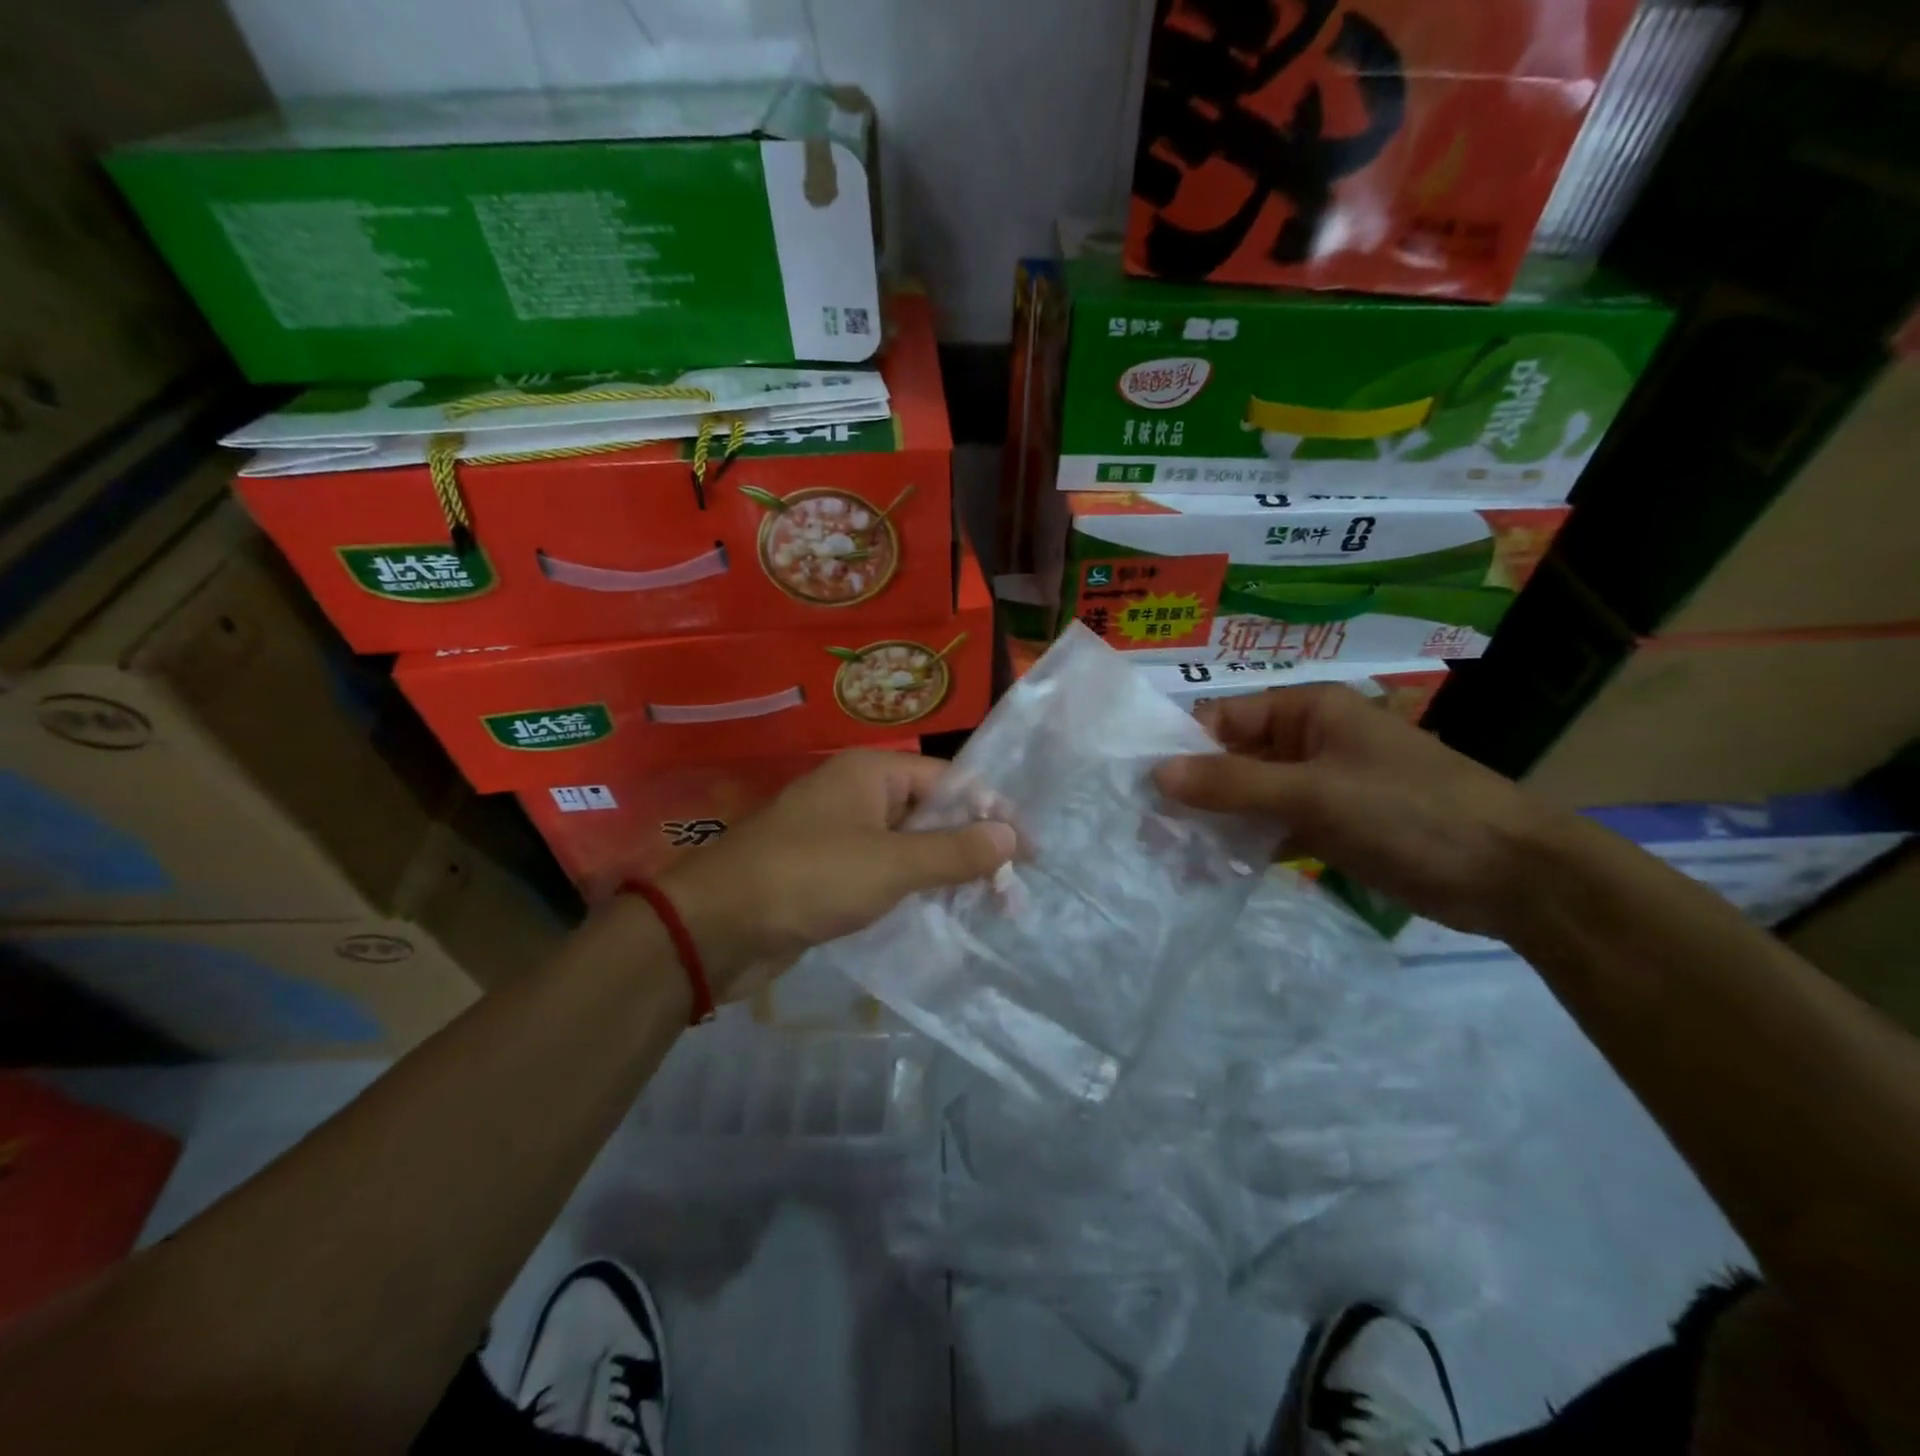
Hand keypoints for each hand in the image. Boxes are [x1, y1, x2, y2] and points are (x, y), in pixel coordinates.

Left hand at [658, 750, 1016, 996]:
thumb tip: (1011, 836)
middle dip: (972, 849)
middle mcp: (858, 794)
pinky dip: (912, 890)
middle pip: (931, 813)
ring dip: (945, 873)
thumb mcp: (891, 864)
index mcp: (872, 772)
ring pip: (908, 846)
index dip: (992, 813)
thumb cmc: (809, 878)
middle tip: (1010, 893)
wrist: (716, 927)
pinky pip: (884, 873)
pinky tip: (940, 915)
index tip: (1028, 854)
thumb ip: (954, 851)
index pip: (950, 781)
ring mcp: (841, 834)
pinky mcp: (828, 872)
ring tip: (987, 909)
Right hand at [1155, 684, 1567, 937]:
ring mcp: (1321, 784)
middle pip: (1233, 759)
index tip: (1143, 790)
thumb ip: (1232, 783)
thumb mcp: (1314, 793)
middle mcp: (1309, 739)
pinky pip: (1273, 826)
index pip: (1224, 719)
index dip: (1182, 750)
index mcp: (1308, 710)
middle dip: (1194, 792)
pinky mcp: (1331, 825)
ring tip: (1171, 856)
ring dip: (1216, 822)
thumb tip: (1156, 774)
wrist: (1512, 875)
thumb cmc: (1410, 813)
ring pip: (1250, 796)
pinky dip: (1246, 844)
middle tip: (1150, 832)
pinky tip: (1213, 870)